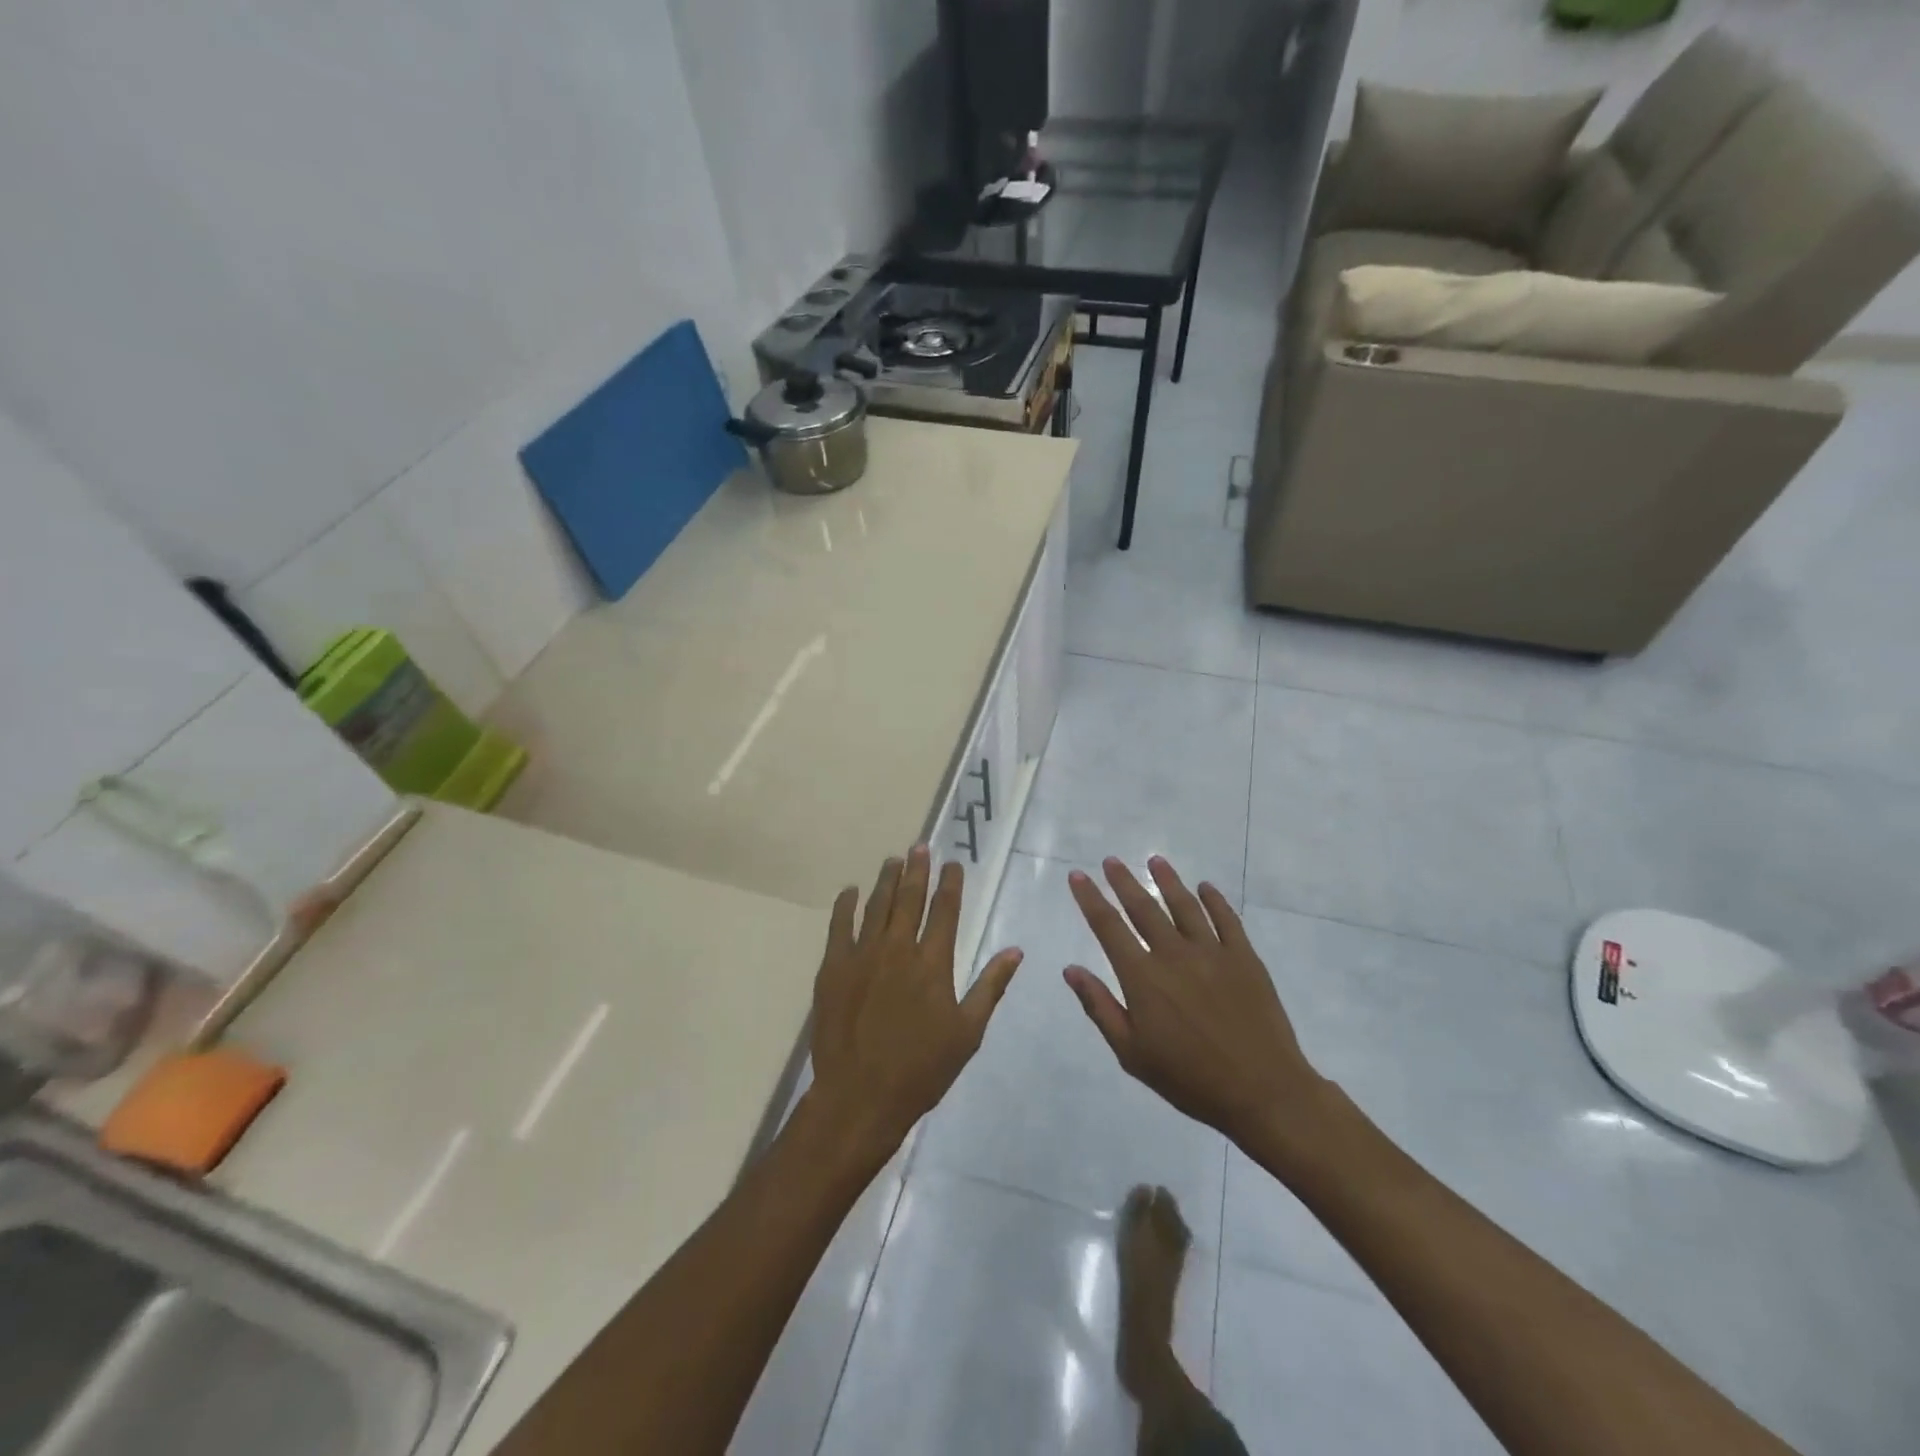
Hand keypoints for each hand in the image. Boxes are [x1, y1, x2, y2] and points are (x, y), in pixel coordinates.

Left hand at [807, 846, 1022, 1156]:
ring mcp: (863, 955)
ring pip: (877, 905)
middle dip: (917, 869)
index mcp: (933, 963)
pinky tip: (850, 891)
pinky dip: (845, 905)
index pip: (945, 910)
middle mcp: (898, 948)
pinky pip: (839, 926)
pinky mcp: (834, 968)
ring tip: (893, 860)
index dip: (950, 883)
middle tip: (920, 846)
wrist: (861, 1096)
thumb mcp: (968, 1032)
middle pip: (910, 898)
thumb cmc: (922, 1069)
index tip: (952, 863)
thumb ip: (990, 986)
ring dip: (886, 880)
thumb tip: (1015, 950)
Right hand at [1064, 856, 1324, 1148]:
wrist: (1263, 1092)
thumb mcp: (1132, 1054)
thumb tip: (1071, 969)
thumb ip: (1100, 1007)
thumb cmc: (1190, 1079)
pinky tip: (1205, 887)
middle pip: (1144, 907)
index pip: (1108, 927)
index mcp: (1142, 977)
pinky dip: (1214, 900)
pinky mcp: (1244, 958)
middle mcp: (1173, 954)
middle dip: (1123, 881)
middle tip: (1111, 860)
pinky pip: (1226, 919)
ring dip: (1167, 880)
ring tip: (1154, 860)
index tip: (1078, 876)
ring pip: (1184, 905)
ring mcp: (1212, 952)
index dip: (1091, 899)